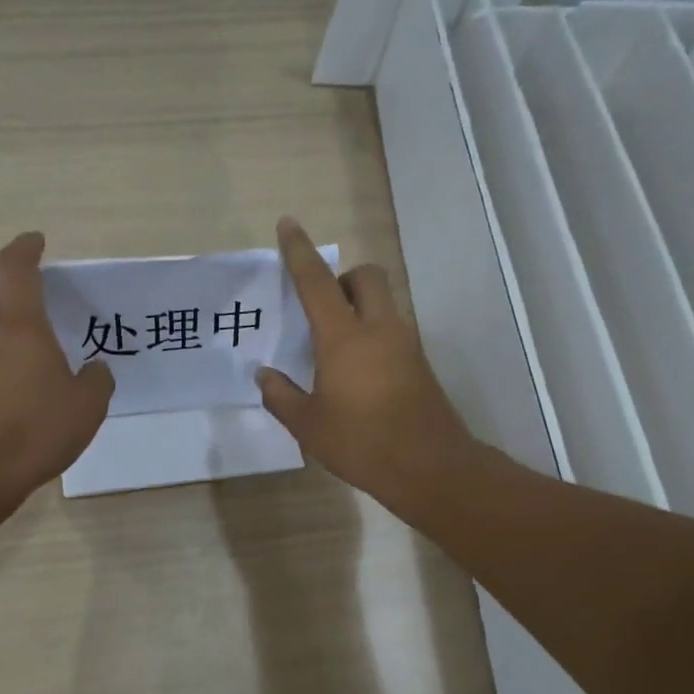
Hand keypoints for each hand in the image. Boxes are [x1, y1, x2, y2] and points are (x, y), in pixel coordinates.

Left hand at [0, 232, 113, 502]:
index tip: (35, 242)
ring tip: (24, 361)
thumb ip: (97, 381)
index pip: (15, 269)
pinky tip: (9, 396)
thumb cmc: (35, 430)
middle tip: (16, 295)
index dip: (24, 248)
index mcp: (20, 327)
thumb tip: (96, 368)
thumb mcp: (87, 408)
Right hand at [258, 218, 476, 514]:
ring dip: (358, 308)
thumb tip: (264, 376)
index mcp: (344, 338)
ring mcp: (405, 345)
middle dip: (342, 278)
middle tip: (321, 309)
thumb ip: (281, 396)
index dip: (299, 251)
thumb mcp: (308, 425)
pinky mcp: (419, 365)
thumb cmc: (361, 443)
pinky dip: (372, 335)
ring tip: (333, 350)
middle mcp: (379, 330)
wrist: (430, 468)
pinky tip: (356, 375)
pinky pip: (392, 331)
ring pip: (383, 303)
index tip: (288, 224)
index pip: (317, 282)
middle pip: (366, 276)